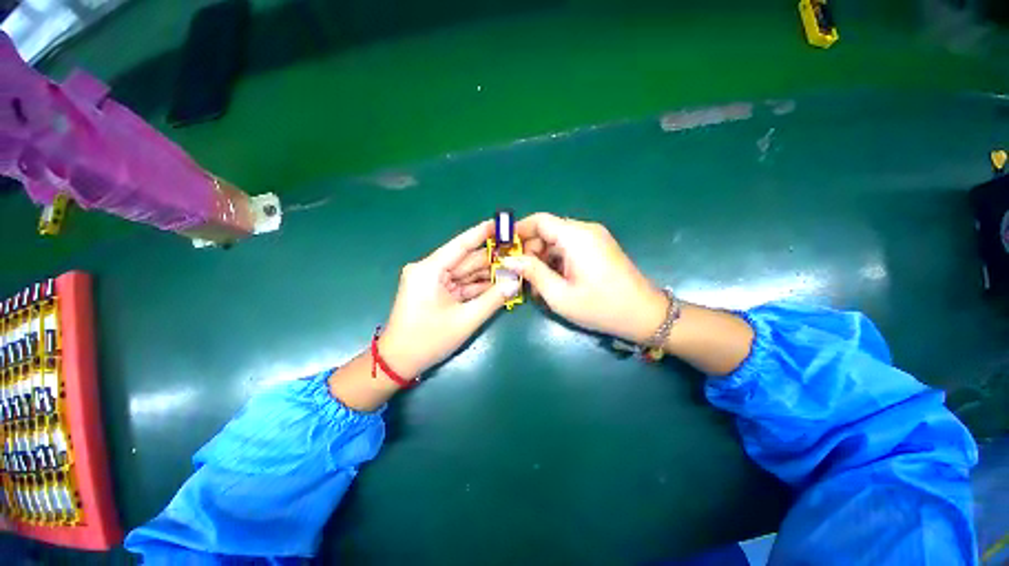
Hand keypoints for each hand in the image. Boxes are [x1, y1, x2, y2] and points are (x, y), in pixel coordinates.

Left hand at [378, 220, 516, 378]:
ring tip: (513, 269)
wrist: (398, 363)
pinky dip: (477, 286)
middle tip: (517, 253)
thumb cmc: (428, 340)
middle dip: (491, 259)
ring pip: (464, 273)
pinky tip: (497, 284)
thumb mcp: (465, 320)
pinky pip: (459, 284)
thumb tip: (516, 281)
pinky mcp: (434, 291)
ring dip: (486, 274)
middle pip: (465, 260)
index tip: (502, 223)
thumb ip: (493, 299)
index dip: (483, 232)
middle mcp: (429, 269)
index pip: (461, 244)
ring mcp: (431, 280)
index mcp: (430, 269)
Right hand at [501, 213, 667, 342]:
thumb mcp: (559, 294)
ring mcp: (595, 238)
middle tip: (520, 274)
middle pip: (548, 231)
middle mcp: (585, 230)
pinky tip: (553, 281)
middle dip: (530, 250)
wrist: (644, 315)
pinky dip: (557, 261)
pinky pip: (570, 248)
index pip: (539, 221)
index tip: (503, 247)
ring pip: (557, 241)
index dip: (518, 230)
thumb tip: (508, 259)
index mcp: (576, 236)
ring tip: (536, 284)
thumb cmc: (600, 307)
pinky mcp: (599, 248)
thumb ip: (532, 272)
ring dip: (543, 259)